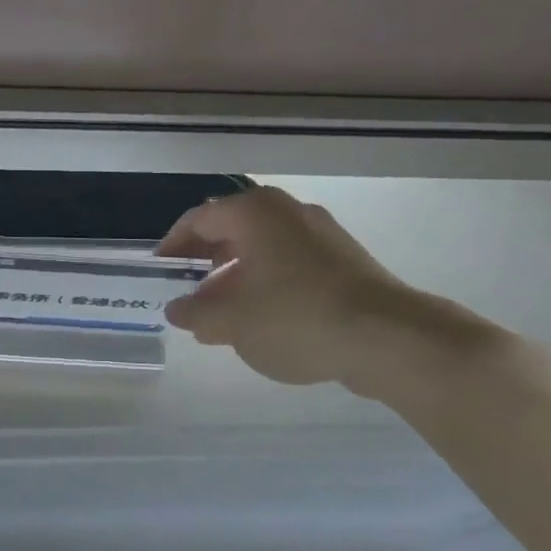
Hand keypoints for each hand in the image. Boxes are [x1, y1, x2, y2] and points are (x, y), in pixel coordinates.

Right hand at [157, 187, 427, 392]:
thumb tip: (178, 309)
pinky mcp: (345, 260)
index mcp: (254, 212)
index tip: (160, 272)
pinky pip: (290, 264)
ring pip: (262, 249)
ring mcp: (321, 234)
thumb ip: (196, 313)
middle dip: (205, 262)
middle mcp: (287, 211)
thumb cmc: (296, 318)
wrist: (390, 338)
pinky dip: (267, 284)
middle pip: (231, 230)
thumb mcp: (232, 321)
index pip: (198, 219)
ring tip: (221, 314)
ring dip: (235, 277)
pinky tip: (262, 320)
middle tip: (187, 292)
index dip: (173, 246)